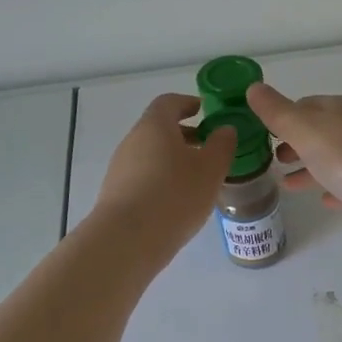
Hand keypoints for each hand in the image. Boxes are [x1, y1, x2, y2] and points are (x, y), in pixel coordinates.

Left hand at [90, 94, 235, 259]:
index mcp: (155, 125)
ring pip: (152, 155)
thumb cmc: (175, 195)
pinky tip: (178, 202)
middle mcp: (133, 140)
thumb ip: (222, 146)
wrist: (128, 239)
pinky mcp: (117, 193)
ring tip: (198, 180)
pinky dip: (162, 180)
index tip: (205, 111)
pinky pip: (144, 177)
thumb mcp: (210, 169)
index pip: (169, 102)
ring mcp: (121, 168)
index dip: (188, 103)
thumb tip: (225, 130)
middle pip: (159, 129)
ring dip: (174, 160)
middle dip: (184, 135)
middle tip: (208, 148)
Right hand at [245, 82, 341, 220]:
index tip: (262, 135)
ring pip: (333, 159)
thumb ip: (277, 112)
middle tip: (272, 161)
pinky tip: (324, 200)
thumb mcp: (304, 130)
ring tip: (287, 185)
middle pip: (319, 132)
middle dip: (295, 144)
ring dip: (310, 168)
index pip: (305, 105)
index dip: (282, 118)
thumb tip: (254, 87)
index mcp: (338, 109)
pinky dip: (334, 188)